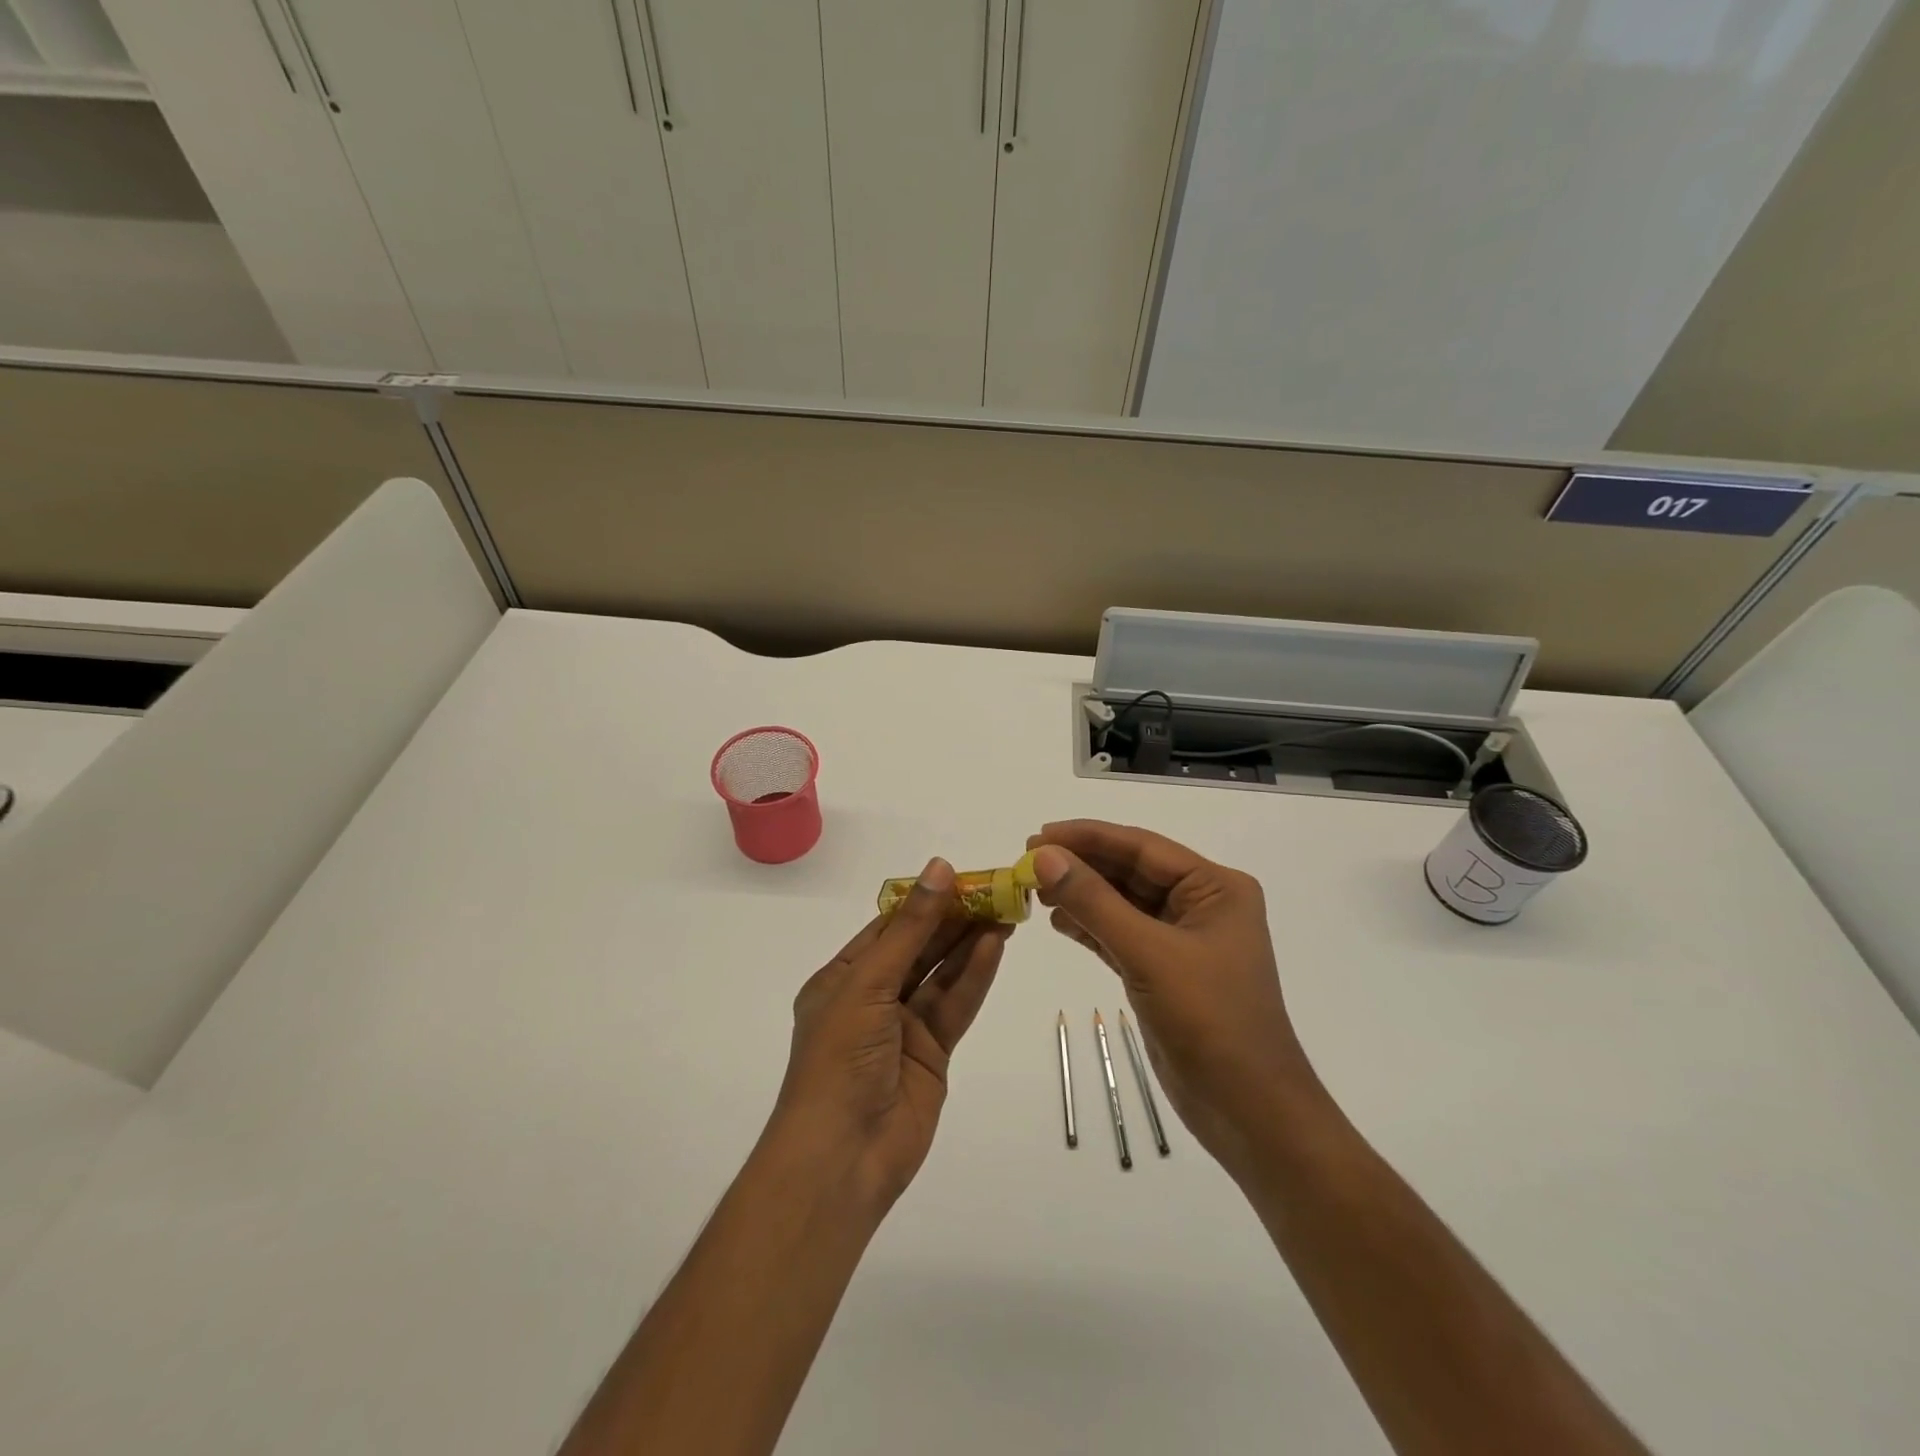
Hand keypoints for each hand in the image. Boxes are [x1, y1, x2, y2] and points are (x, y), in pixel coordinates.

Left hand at [772, 858, 1007, 1214]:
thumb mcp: (869, 983)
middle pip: (918, 948)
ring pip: (941, 975)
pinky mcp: (932, 1054)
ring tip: (1005, 912)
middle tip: (994, 891)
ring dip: (969, 944)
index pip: (887, 928)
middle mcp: (872, 998)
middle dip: (953, 920)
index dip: (923, 901)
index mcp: (841, 979)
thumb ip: (910, 929)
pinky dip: (974, 977)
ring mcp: (903, 1027)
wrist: (842, 1157)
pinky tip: (995, 947)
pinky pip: (954, 1006)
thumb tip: (939, 869)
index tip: (960, 876)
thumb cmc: (840, 1059)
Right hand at [1027, 821, 1325, 1180]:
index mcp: (1215, 887)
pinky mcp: (1164, 970)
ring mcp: (1183, 939)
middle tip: (1027, 861)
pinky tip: (1058, 922)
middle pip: (1130, 871)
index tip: (1037, 835)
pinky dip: (1090, 926)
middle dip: (1081, 865)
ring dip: (1081, 895)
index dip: (1087, 837)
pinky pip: (1121, 933)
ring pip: (1122, 902)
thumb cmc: (1210, 1020)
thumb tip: (1043, 857)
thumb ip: (1094, 902)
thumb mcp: (1148, 954)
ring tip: (1035, 891)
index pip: (1141, 847)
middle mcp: (1201, 904)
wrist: (1249, 1110)